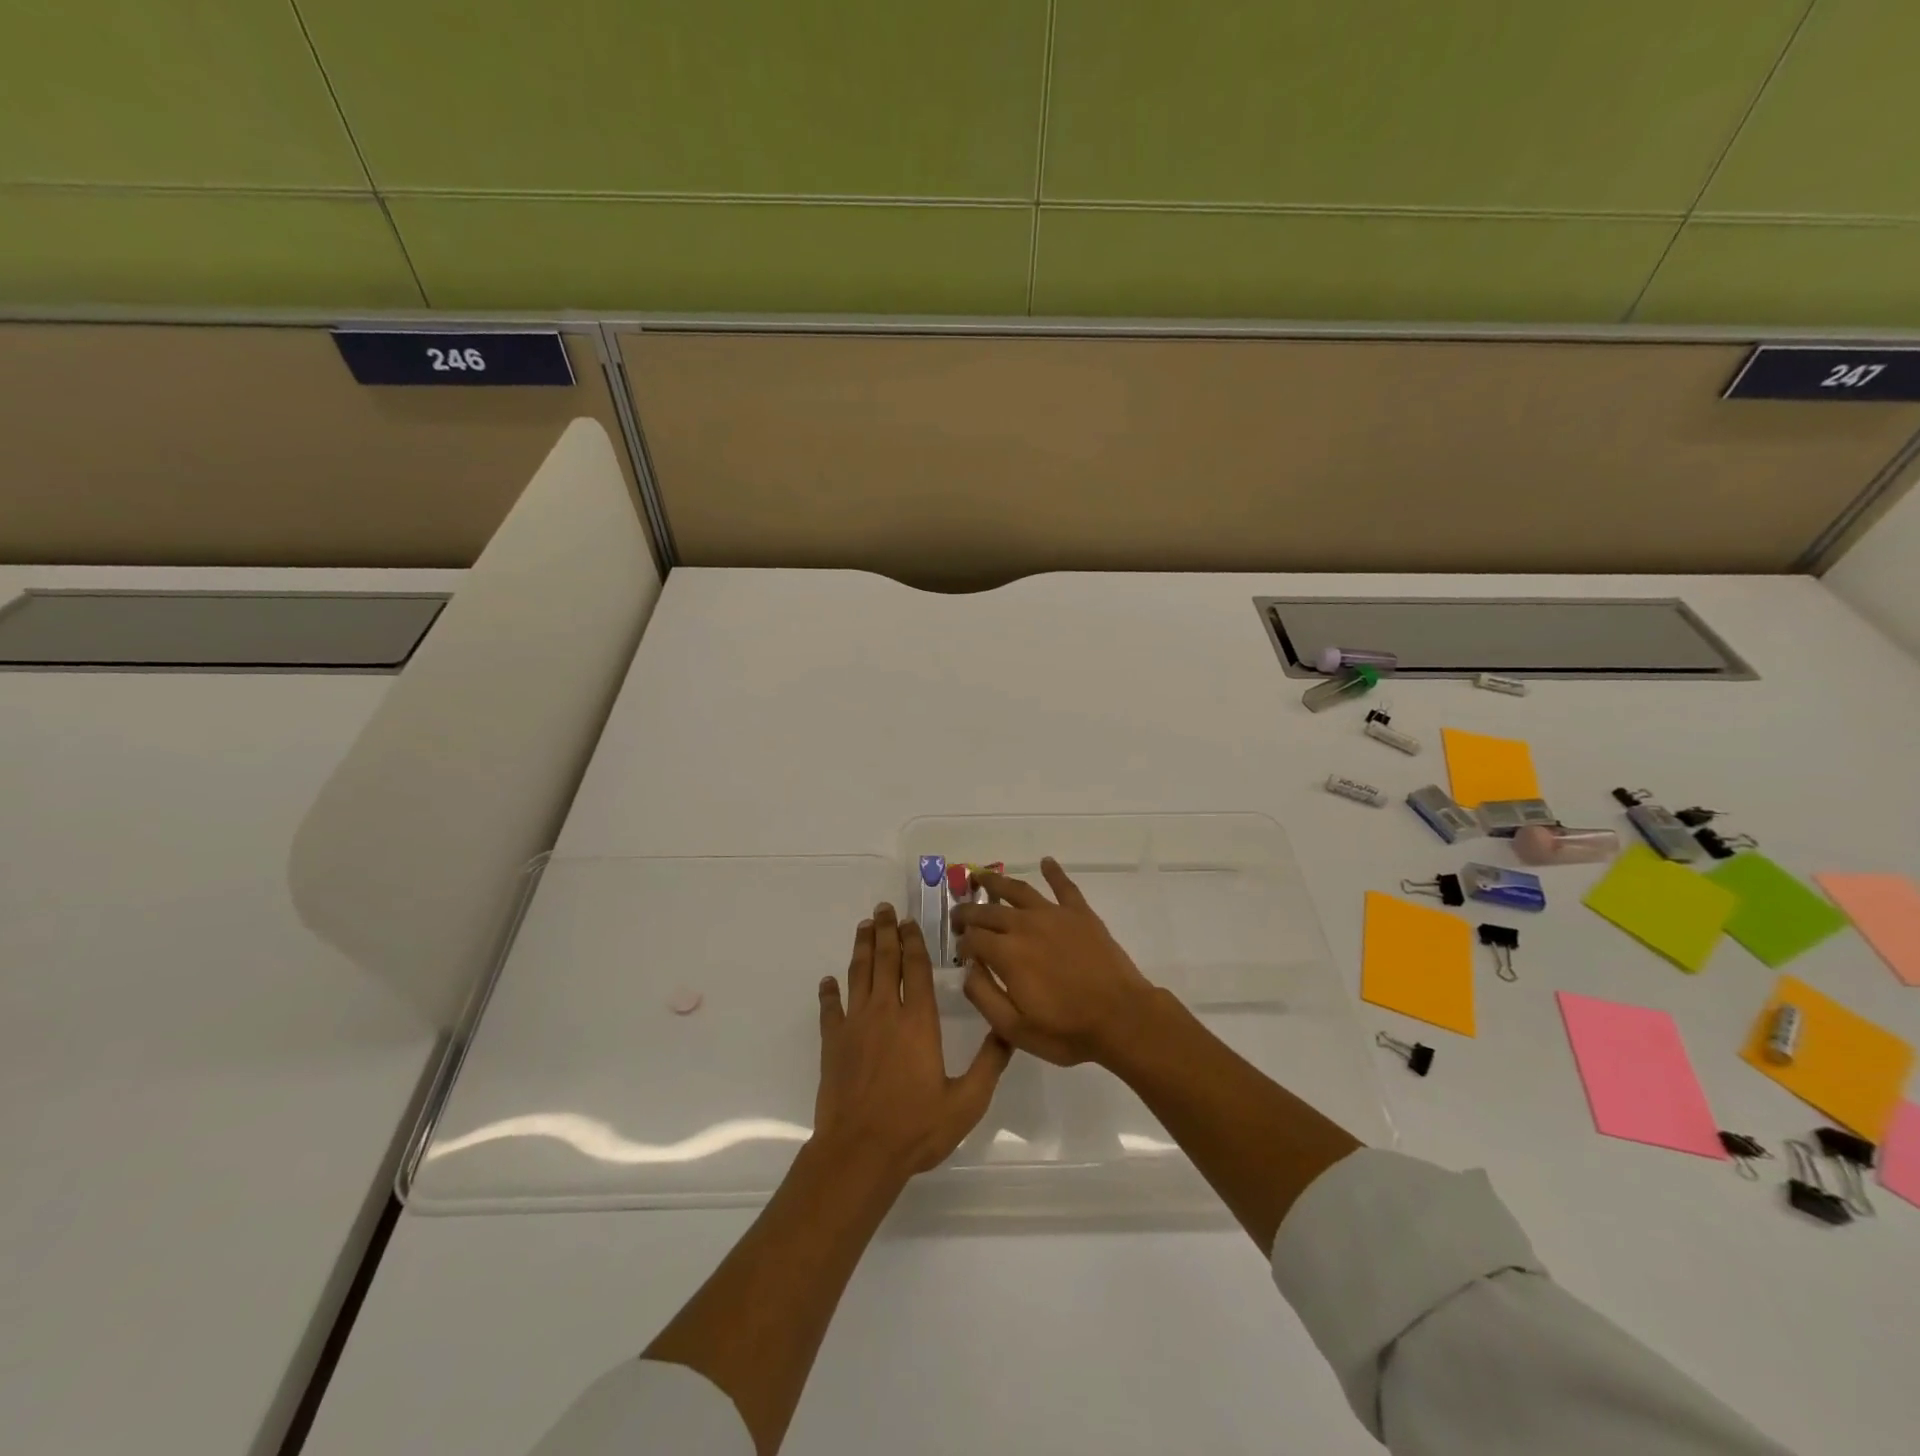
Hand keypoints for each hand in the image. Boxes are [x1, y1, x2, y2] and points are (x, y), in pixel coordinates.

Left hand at [813, 904, 1011, 1183]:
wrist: (859, 1153)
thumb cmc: (916, 1128)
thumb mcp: (967, 1102)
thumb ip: (990, 1064)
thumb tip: (1008, 1030)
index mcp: (919, 1021)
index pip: (916, 969)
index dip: (913, 942)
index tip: (910, 921)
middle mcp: (886, 1013)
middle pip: (885, 961)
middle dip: (886, 931)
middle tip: (883, 909)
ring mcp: (855, 1026)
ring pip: (858, 975)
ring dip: (862, 948)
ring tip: (864, 927)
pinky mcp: (832, 1043)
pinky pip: (829, 1009)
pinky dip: (829, 992)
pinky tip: (828, 981)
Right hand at [952, 858, 1163, 1067]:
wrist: (1122, 1019)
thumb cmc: (1067, 1031)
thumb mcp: (1015, 1029)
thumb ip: (984, 996)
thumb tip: (968, 969)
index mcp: (1006, 954)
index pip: (972, 939)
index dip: (962, 944)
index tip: (961, 952)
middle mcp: (1025, 925)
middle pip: (988, 911)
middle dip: (969, 912)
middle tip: (959, 915)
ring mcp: (1054, 915)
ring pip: (1018, 890)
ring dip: (996, 881)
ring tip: (981, 876)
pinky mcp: (1080, 913)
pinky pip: (1064, 886)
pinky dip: (1053, 871)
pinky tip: (1046, 861)